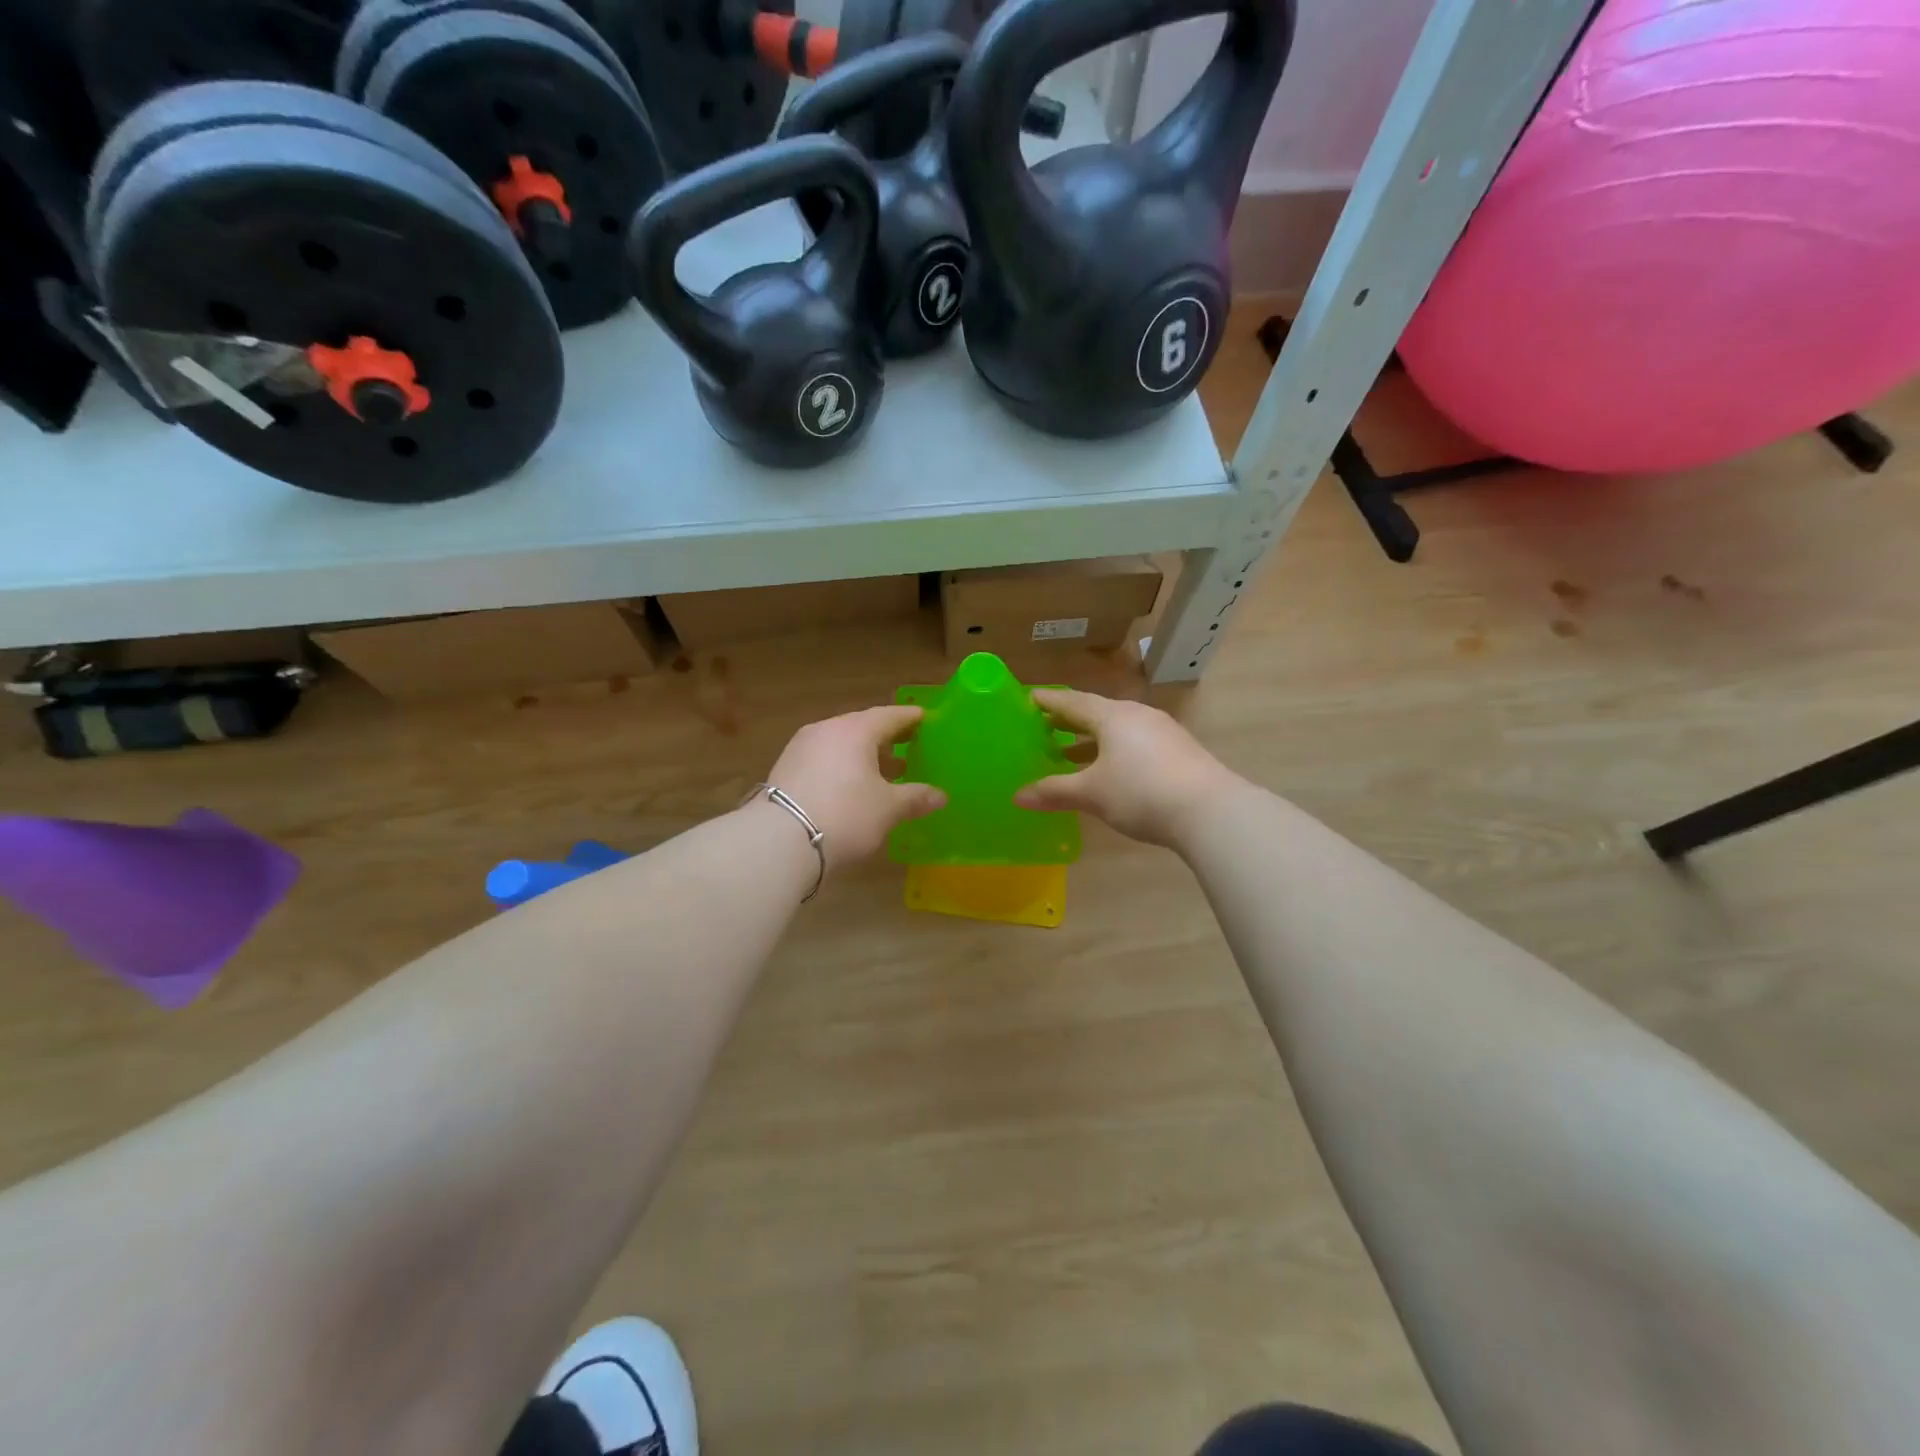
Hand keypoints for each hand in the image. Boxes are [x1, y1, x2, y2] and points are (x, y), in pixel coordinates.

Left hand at [761, 705, 946, 867]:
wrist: (780, 841)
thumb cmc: (846, 814)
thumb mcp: (888, 809)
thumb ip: (915, 798)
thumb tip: (941, 796)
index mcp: (855, 730)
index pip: (889, 716)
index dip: (910, 718)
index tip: (925, 719)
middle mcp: (826, 730)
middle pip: (862, 727)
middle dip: (887, 737)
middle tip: (909, 745)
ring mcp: (801, 748)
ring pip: (841, 744)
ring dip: (863, 755)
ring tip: (884, 771)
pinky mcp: (785, 770)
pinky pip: (824, 760)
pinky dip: (842, 767)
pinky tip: (852, 786)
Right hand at [1015, 689, 1243, 849]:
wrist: (1210, 811)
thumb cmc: (1140, 792)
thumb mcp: (1091, 793)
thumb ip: (1054, 791)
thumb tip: (1018, 796)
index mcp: (1112, 716)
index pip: (1072, 701)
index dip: (1048, 701)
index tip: (1028, 697)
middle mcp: (1137, 715)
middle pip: (1095, 712)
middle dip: (1068, 721)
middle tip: (1042, 726)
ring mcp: (1161, 732)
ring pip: (1117, 730)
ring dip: (1090, 740)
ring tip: (1067, 753)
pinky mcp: (1178, 751)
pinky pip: (1135, 744)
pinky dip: (1113, 752)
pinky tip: (1107, 771)